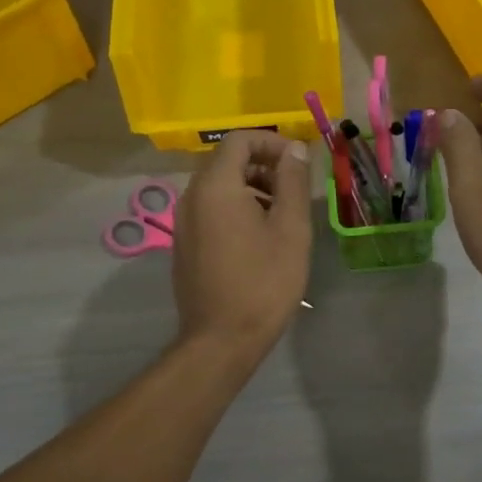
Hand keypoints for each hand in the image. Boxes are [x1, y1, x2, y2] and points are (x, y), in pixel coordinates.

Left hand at [171, 132, 311, 356]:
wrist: (221, 340)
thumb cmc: (264, 281)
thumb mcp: (290, 228)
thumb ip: (293, 181)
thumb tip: (293, 149)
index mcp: (215, 186)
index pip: (239, 140)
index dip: (271, 142)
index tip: (298, 161)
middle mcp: (191, 196)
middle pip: (226, 160)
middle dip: (263, 164)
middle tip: (294, 187)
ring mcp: (183, 221)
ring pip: (218, 185)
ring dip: (251, 186)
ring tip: (282, 212)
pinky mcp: (184, 243)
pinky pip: (210, 208)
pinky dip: (236, 206)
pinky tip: (260, 235)